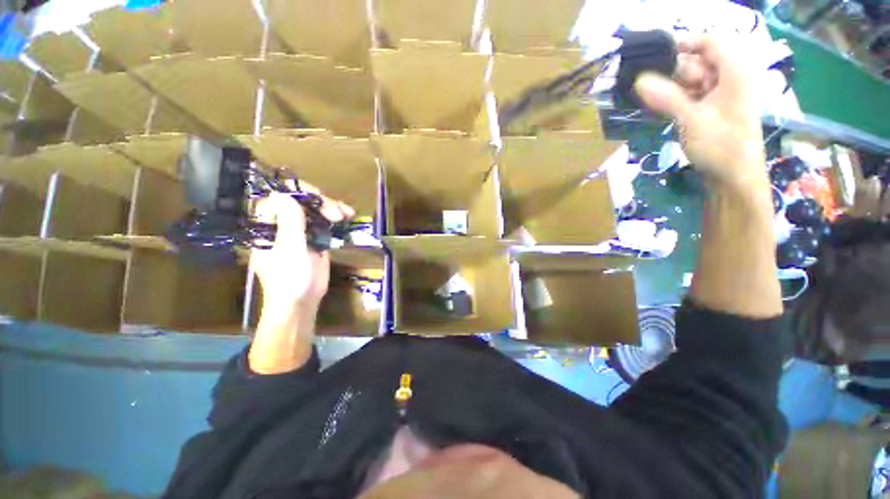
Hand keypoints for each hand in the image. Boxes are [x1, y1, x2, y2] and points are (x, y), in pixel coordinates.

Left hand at [248, 187, 354, 373]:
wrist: (302, 301)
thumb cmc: (290, 279)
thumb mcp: (290, 251)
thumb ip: (289, 223)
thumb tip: (282, 194)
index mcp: (267, 226)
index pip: (279, 198)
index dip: (298, 193)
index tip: (319, 199)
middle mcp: (281, 224)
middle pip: (300, 202)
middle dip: (321, 203)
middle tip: (337, 213)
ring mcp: (298, 231)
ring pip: (313, 210)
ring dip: (331, 208)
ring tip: (347, 214)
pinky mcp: (313, 238)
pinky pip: (323, 222)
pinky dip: (335, 218)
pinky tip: (347, 217)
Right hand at [634, 35, 767, 191]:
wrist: (733, 178)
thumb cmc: (721, 147)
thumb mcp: (692, 120)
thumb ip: (667, 98)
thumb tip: (639, 80)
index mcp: (734, 72)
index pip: (710, 41)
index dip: (684, 43)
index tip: (655, 55)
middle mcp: (728, 78)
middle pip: (697, 61)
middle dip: (672, 71)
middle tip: (645, 83)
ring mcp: (719, 95)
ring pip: (691, 80)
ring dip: (669, 87)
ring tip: (646, 97)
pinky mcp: (710, 110)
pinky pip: (689, 96)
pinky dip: (673, 99)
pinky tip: (657, 106)